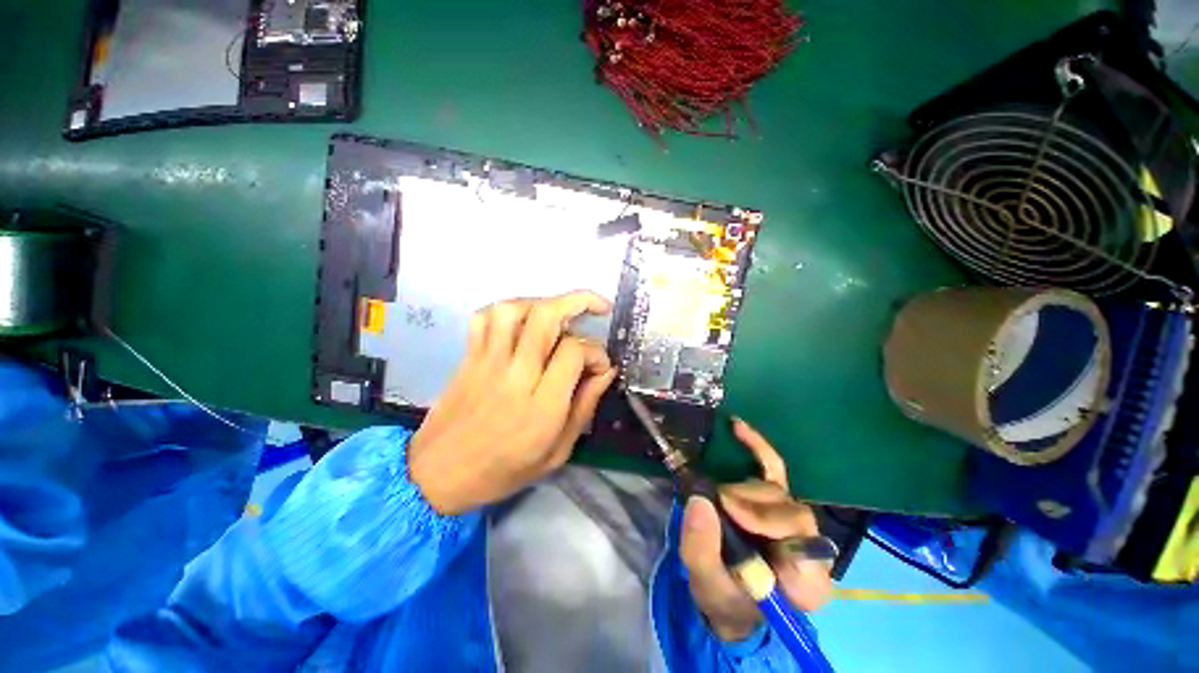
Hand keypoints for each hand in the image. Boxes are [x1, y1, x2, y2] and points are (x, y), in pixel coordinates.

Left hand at [408, 291, 617, 514]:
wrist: (438, 476)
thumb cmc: (504, 470)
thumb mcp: (558, 452)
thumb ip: (585, 407)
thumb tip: (606, 371)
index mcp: (541, 406)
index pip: (574, 352)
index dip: (596, 352)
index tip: (600, 365)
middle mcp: (515, 375)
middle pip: (546, 316)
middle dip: (579, 301)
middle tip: (598, 307)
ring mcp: (487, 361)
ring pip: (514, 309)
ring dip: (543, 303)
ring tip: (559, 315)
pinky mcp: (469, 357)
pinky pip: (484, 317)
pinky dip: (507, 310)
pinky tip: (522, 322)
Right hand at [680, 419, 832, 640]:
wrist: (728, 596)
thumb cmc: (724, 598)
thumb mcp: (707, 584)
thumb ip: (703, 550)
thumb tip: (701, 502)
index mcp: (807, 580)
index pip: (803, 541)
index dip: (767, 519)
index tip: (730, 509)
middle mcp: (808, 545)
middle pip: (787, 509)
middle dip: (748, 504)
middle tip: (716, 505)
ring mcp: (792, 517)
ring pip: (775, 489)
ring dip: (741, 489)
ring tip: (717, 500)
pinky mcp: (775, 499)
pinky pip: (772, 467)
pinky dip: (755, 446)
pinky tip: (737, 427)